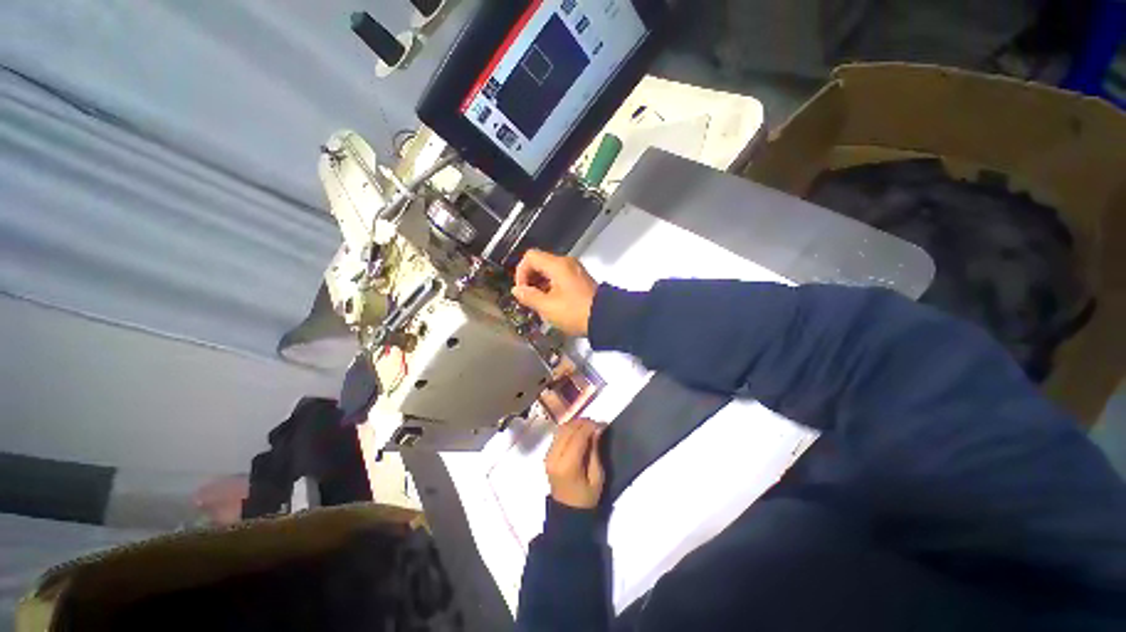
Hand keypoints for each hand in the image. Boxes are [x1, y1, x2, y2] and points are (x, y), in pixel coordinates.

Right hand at [512, 249, 597, 336]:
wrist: (606, 319)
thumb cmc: (575, 312)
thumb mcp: (548, 307)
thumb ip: (529, 296)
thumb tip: (517, 290)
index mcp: (558, 265)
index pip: (530, 257)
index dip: (520, 273)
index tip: (522, 291)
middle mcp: (567, 263)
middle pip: (540, 263)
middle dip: (530, 280)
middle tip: (529, 299)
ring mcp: (575, 271)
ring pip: (550, 272)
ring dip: (540, 286)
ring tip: (540, 305)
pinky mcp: (580, 280)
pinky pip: (560, 278)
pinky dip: (551, 288)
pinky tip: (552, 304)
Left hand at [545, 418, 605, 509]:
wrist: (567, 512)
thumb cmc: (586, 498)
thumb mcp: (597, 477)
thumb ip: (595, 451)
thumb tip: (597, 429)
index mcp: (567, 465)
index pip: (577, 436)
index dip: (590, 426)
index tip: (602, 424)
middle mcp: (554, 457)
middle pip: (567, 429)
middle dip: (583, 422)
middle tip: (597, 423)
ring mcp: (548, 455)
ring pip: (561, 429)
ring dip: (575, 424)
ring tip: (589, 426)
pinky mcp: (547, 455)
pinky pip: (557, 435)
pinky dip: (569, 429)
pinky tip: (579, 432)